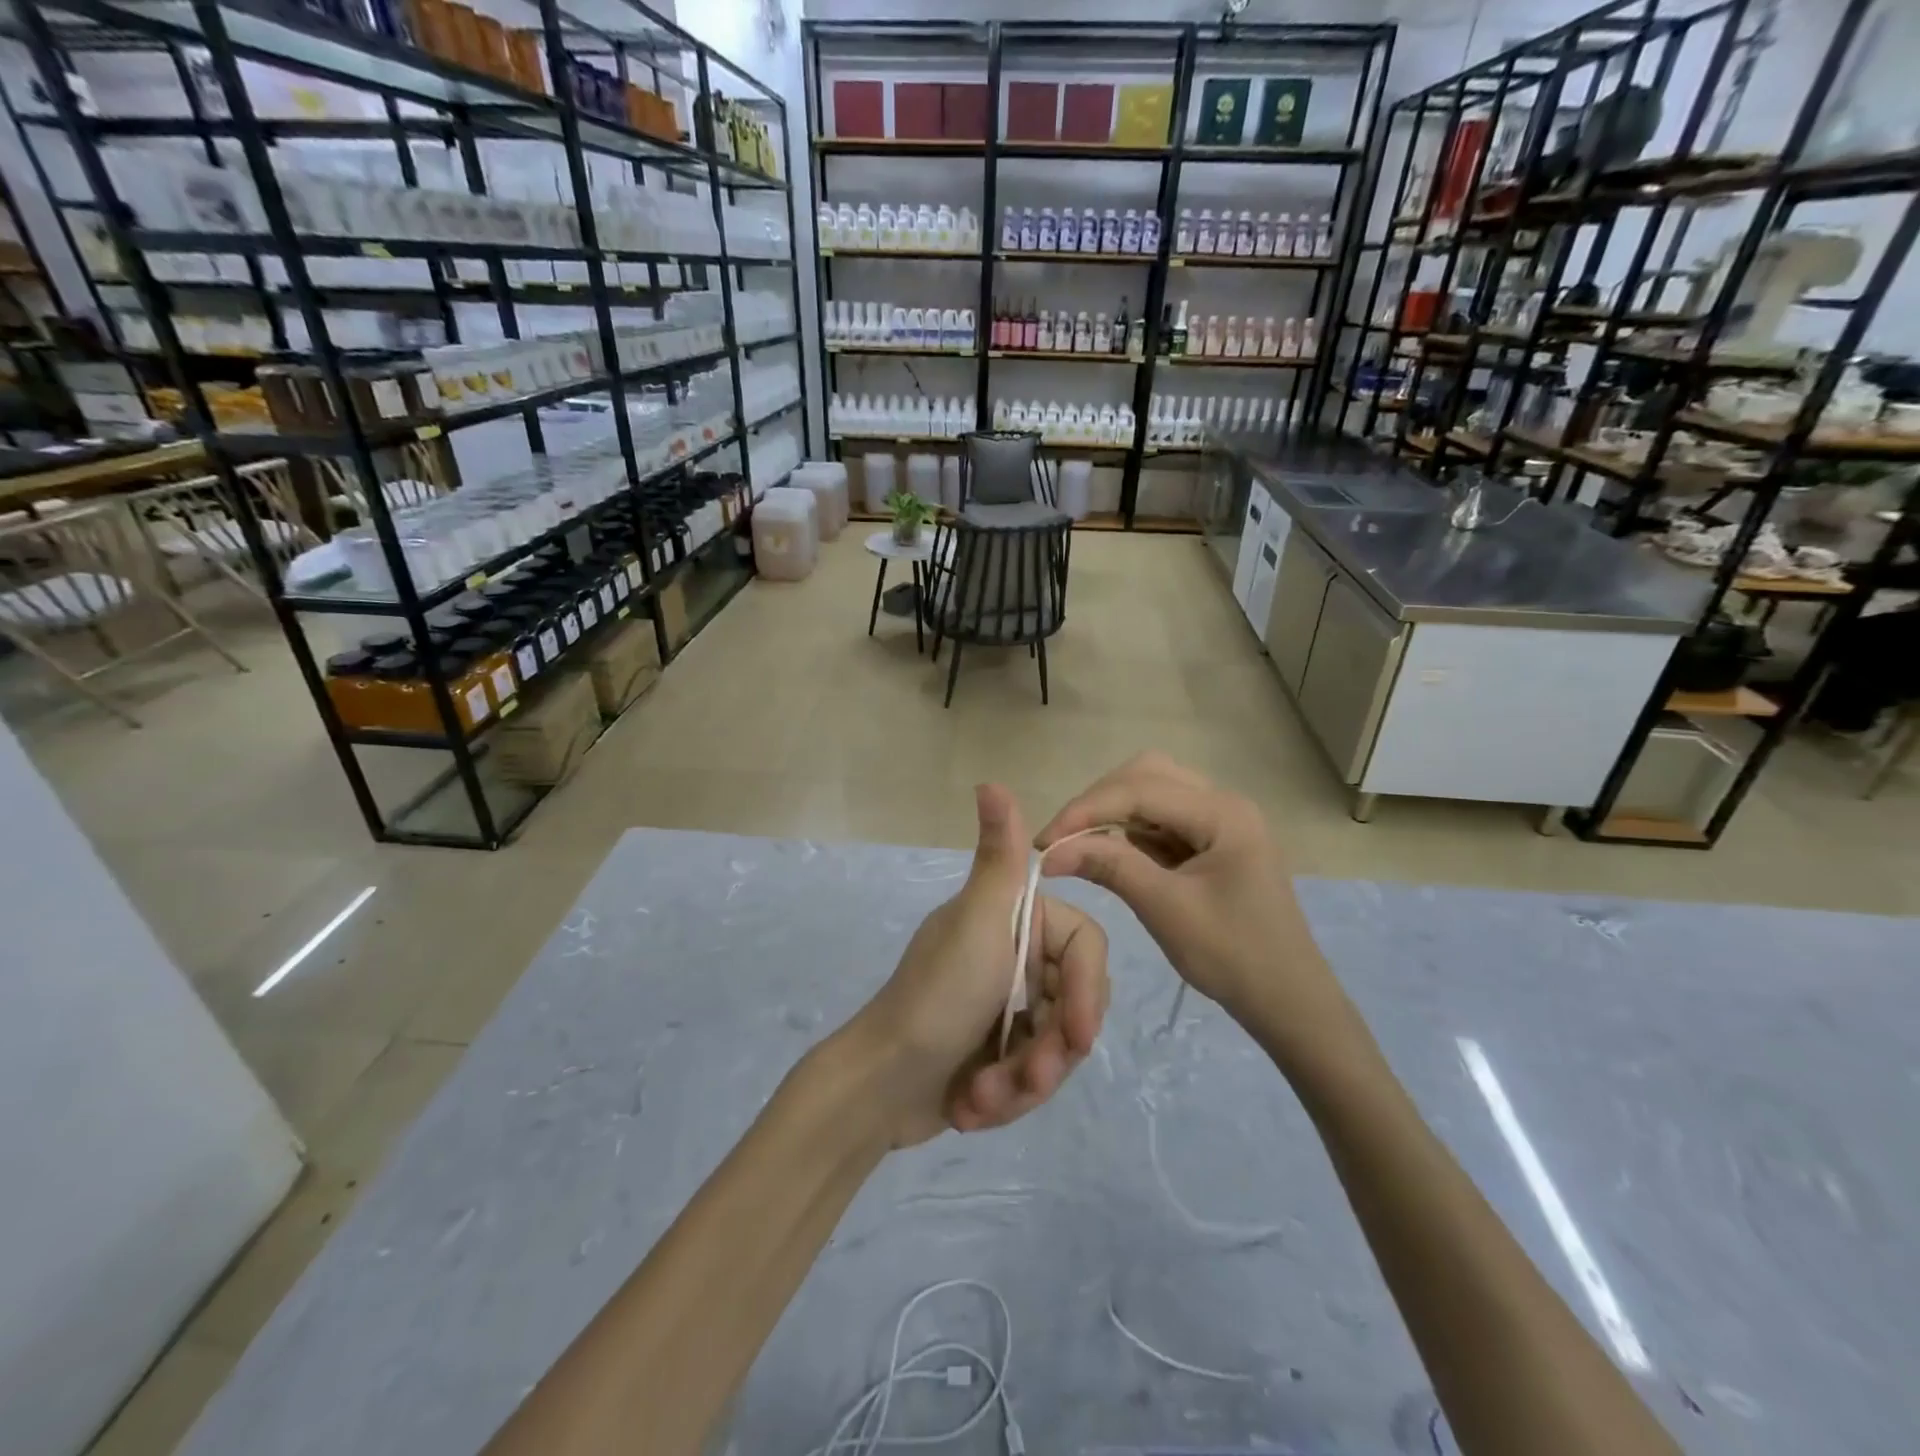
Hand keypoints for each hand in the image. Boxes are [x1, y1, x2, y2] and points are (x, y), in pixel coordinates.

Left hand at [850, 784, 1109, 1146]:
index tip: (1078, 1036)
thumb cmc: (935, 999)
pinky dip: (1007, 1098)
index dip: (1086, 992)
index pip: (1085, 948)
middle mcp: (1015, 957)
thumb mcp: (976, 924)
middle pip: (1075, 1003)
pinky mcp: (998, 1052)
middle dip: (1053, 1050)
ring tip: (984, 1099)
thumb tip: (991, 781)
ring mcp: (1007, 1006)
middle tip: (1029, 1078)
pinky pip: (1033, 1076)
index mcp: (1015, 922)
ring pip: (1058, 1047)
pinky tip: (972, 1107)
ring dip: (1026, 1082)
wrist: (878, 1087)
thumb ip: (998, 857)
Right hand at [1037, 754, 1342, 1035]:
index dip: (1085, 810)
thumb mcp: (1166, 909)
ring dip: (1112, 813)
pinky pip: (1162, 820)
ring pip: (1153, 792)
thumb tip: (1051, 851)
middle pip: (1147, 775)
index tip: (1043, 842)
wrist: (1289, 1001)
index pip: (1139, 789)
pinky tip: (1109, 852)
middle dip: (1098, 802)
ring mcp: (1221, 821)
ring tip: (1078, 845)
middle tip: (1062, 839)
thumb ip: (1110, 867)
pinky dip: (1130, 830)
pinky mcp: (1213, 841)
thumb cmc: (1234, 957)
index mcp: (1223, 813)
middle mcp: (1224, 803)